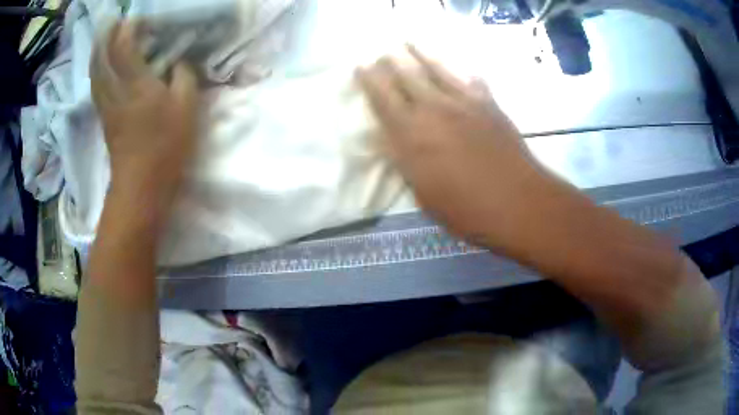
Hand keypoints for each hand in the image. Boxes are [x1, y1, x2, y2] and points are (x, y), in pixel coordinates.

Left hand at [91, 21, 197, 207]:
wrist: (141, 187)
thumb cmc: (166, 147)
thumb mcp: (187, 108)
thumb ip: (184, 77)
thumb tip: (178, 63)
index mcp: (136, 84)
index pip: (124, 47)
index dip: (127, 28)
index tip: (135, 17)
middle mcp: (115, 90)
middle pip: (102, 57)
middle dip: (105, 36)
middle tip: (112, 21)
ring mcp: (106, 106)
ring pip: (96, 72)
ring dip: (98, 52)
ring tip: (103, 38)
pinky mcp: (104, 118)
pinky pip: (96, 87)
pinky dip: (97, 71)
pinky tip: (101, 66)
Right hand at [356, 45, 549, 246]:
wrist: (516, 202)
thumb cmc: (465, 208)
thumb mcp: (422, 193)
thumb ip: (403, 159)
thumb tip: (384, 137)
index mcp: (412, 133)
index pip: (382, 97)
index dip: (369, 79)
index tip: (361, 66)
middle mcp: (434, 108)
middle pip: (407, 75)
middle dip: (391, 61)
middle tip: (383, 52)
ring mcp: (464, 102)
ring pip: (437, 68)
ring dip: (421, 53)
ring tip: (410, 42)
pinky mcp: (489, 104)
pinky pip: (472, 79)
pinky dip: (463, 72)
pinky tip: (460, 67)